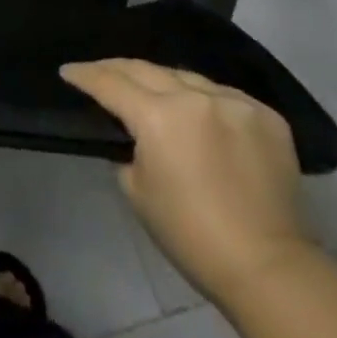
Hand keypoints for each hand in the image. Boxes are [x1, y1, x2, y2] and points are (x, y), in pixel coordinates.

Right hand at [61, 59, 313, 304]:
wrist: (268, 268)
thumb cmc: (191, 235)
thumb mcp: (137, 190)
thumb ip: (129, 148)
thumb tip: (134, 134)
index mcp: (158, 116)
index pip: (110, 83)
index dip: (85, 75)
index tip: (68, 71)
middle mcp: (195, 97)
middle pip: (145, 70)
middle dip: (116, 69)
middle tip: (98, 71)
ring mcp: (235, 102)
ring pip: (186, 77)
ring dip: (163, 83)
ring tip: (150, 90)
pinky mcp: (266, 116)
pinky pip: (223, 96)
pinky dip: (205, 101)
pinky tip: (200, 114)